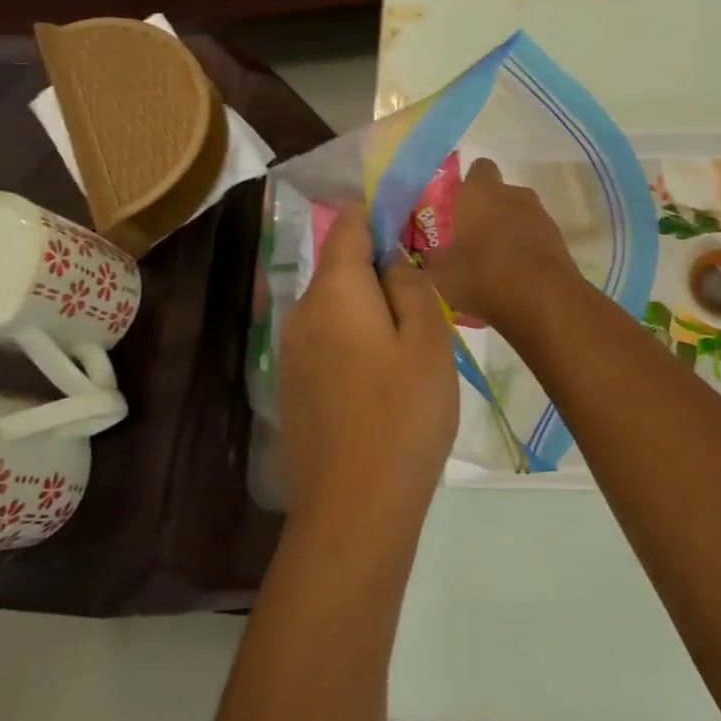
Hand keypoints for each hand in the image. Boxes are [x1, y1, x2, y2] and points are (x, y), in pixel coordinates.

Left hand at [279, 203, 456, 530]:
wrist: (355, 506)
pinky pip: (325, 339)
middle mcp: (302, 312)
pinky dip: (353, 336)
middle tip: (423, 289)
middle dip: (377, 266)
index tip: (407, 217)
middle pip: (339, 267)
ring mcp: (291, 351)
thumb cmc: (404, 414)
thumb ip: (411, 286)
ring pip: (333, 306)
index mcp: (335, 291)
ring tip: (409, 334)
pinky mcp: (293, 385)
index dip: (375, 213)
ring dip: (367, 306)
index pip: (348, 227)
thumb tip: (392, 259)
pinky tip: (381, 372)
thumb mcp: (428, 340)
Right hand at [423, 158, 577, 330]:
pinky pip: (535, 239)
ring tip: (493, 265)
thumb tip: (431, 255)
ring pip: (519, 217)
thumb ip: (435, 260)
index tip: (459, 206)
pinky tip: (515, 278)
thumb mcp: (444, 274)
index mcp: (481, 192)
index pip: (478, 169)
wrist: (543, 298)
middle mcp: (513, 194)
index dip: (469, 184)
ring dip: (508, 233)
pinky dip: (526, 252)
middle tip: (471, 241)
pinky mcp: (559, 240)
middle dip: (488, 213)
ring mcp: (541, 216)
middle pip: (499, 195)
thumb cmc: (483, 274)